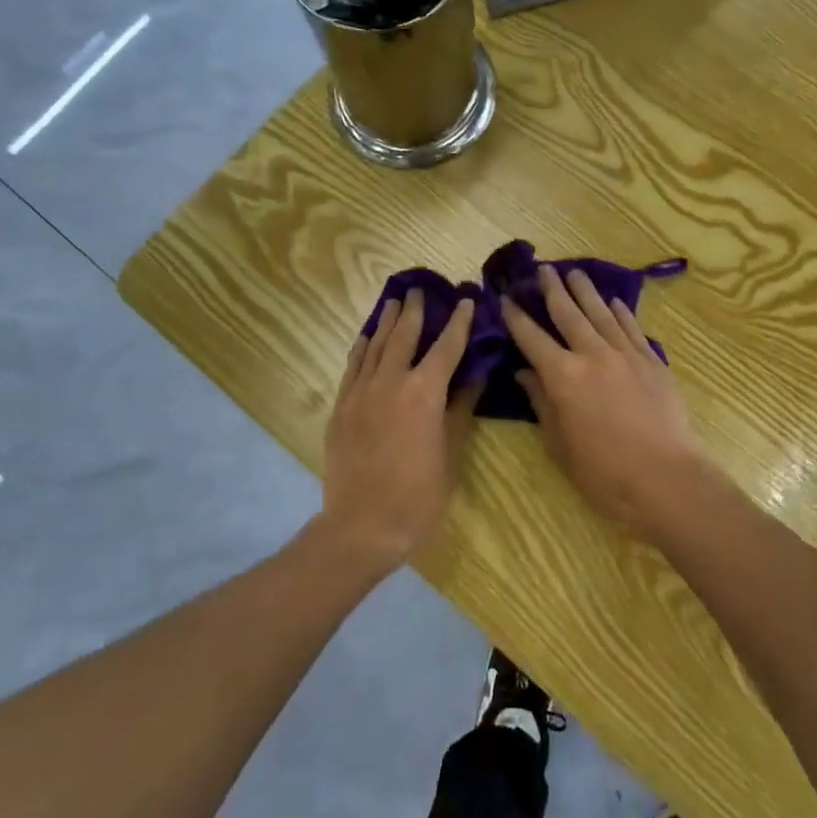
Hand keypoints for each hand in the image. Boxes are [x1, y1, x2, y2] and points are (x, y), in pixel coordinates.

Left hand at [320, 289, 478, 573]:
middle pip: (404, 336)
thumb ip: (461, 409)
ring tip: (394, 301)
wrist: (362, 527)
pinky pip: (352, 366)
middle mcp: (391, 382)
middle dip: (415, 311)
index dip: (458, 323)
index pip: (446, 347)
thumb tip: (475, 375)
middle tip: (421, 290)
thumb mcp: (450, 453)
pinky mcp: (341, 407)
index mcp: (424, 393)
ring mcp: (361, 393)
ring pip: (375, 346)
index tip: (465, 300)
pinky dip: (361, 346)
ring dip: (386, 321)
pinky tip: (366, 336)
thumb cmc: (418, 497)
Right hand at [502, 265, 712, 543]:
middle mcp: (592, 354)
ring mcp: (626, 354)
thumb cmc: (603, 471)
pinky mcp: (652, 361)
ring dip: (586, 291)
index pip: (532, 337)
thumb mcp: (559, 443)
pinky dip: (620, 312)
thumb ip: (541, 402)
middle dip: (552, 289)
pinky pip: (632, 328)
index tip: (506, 299)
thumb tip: (525, 374)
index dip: (516, 317)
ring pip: (601, 313)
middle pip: (568, 313)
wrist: (665, 478)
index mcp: (563, 376)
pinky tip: (613, 302)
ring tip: (575, 273)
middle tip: (543, 269)